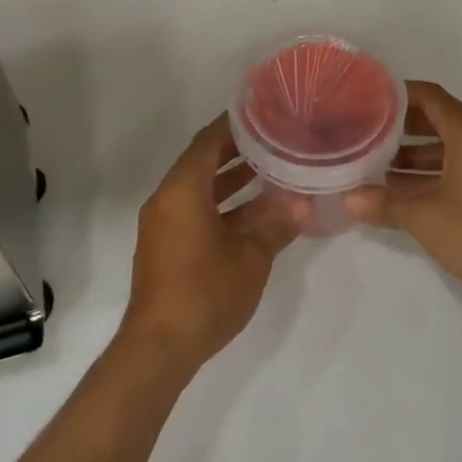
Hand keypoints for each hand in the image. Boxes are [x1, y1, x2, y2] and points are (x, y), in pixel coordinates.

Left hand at [118, 115, 305, 373]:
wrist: (158, 348)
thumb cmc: (204, 293)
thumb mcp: (250, 258)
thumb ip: (276, 226)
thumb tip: (302, 204)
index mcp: (182, 190)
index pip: (208, 141)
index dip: (234, 125)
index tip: (262, 113)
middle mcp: (167, 199)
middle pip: (202, 161)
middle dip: (236, 150)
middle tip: (272, 139)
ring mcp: (163, 223)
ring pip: (199, 188)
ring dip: (230, 179)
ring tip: (269, 170)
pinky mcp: (165, 245)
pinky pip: (194, 209)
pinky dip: (220, 204)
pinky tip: (253, 212)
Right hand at [343, 81, 461, 312]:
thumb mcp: (426, 218)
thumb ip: (385, 204)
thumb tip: (347, 198)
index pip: (430, 97)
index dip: (399, 94)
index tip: (369, 99)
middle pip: (440, 121)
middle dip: (403, 129)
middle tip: (368, 135)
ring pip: (452, 149)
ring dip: (418, 157)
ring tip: (381, 170)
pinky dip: (437, 174)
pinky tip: (411, 195)